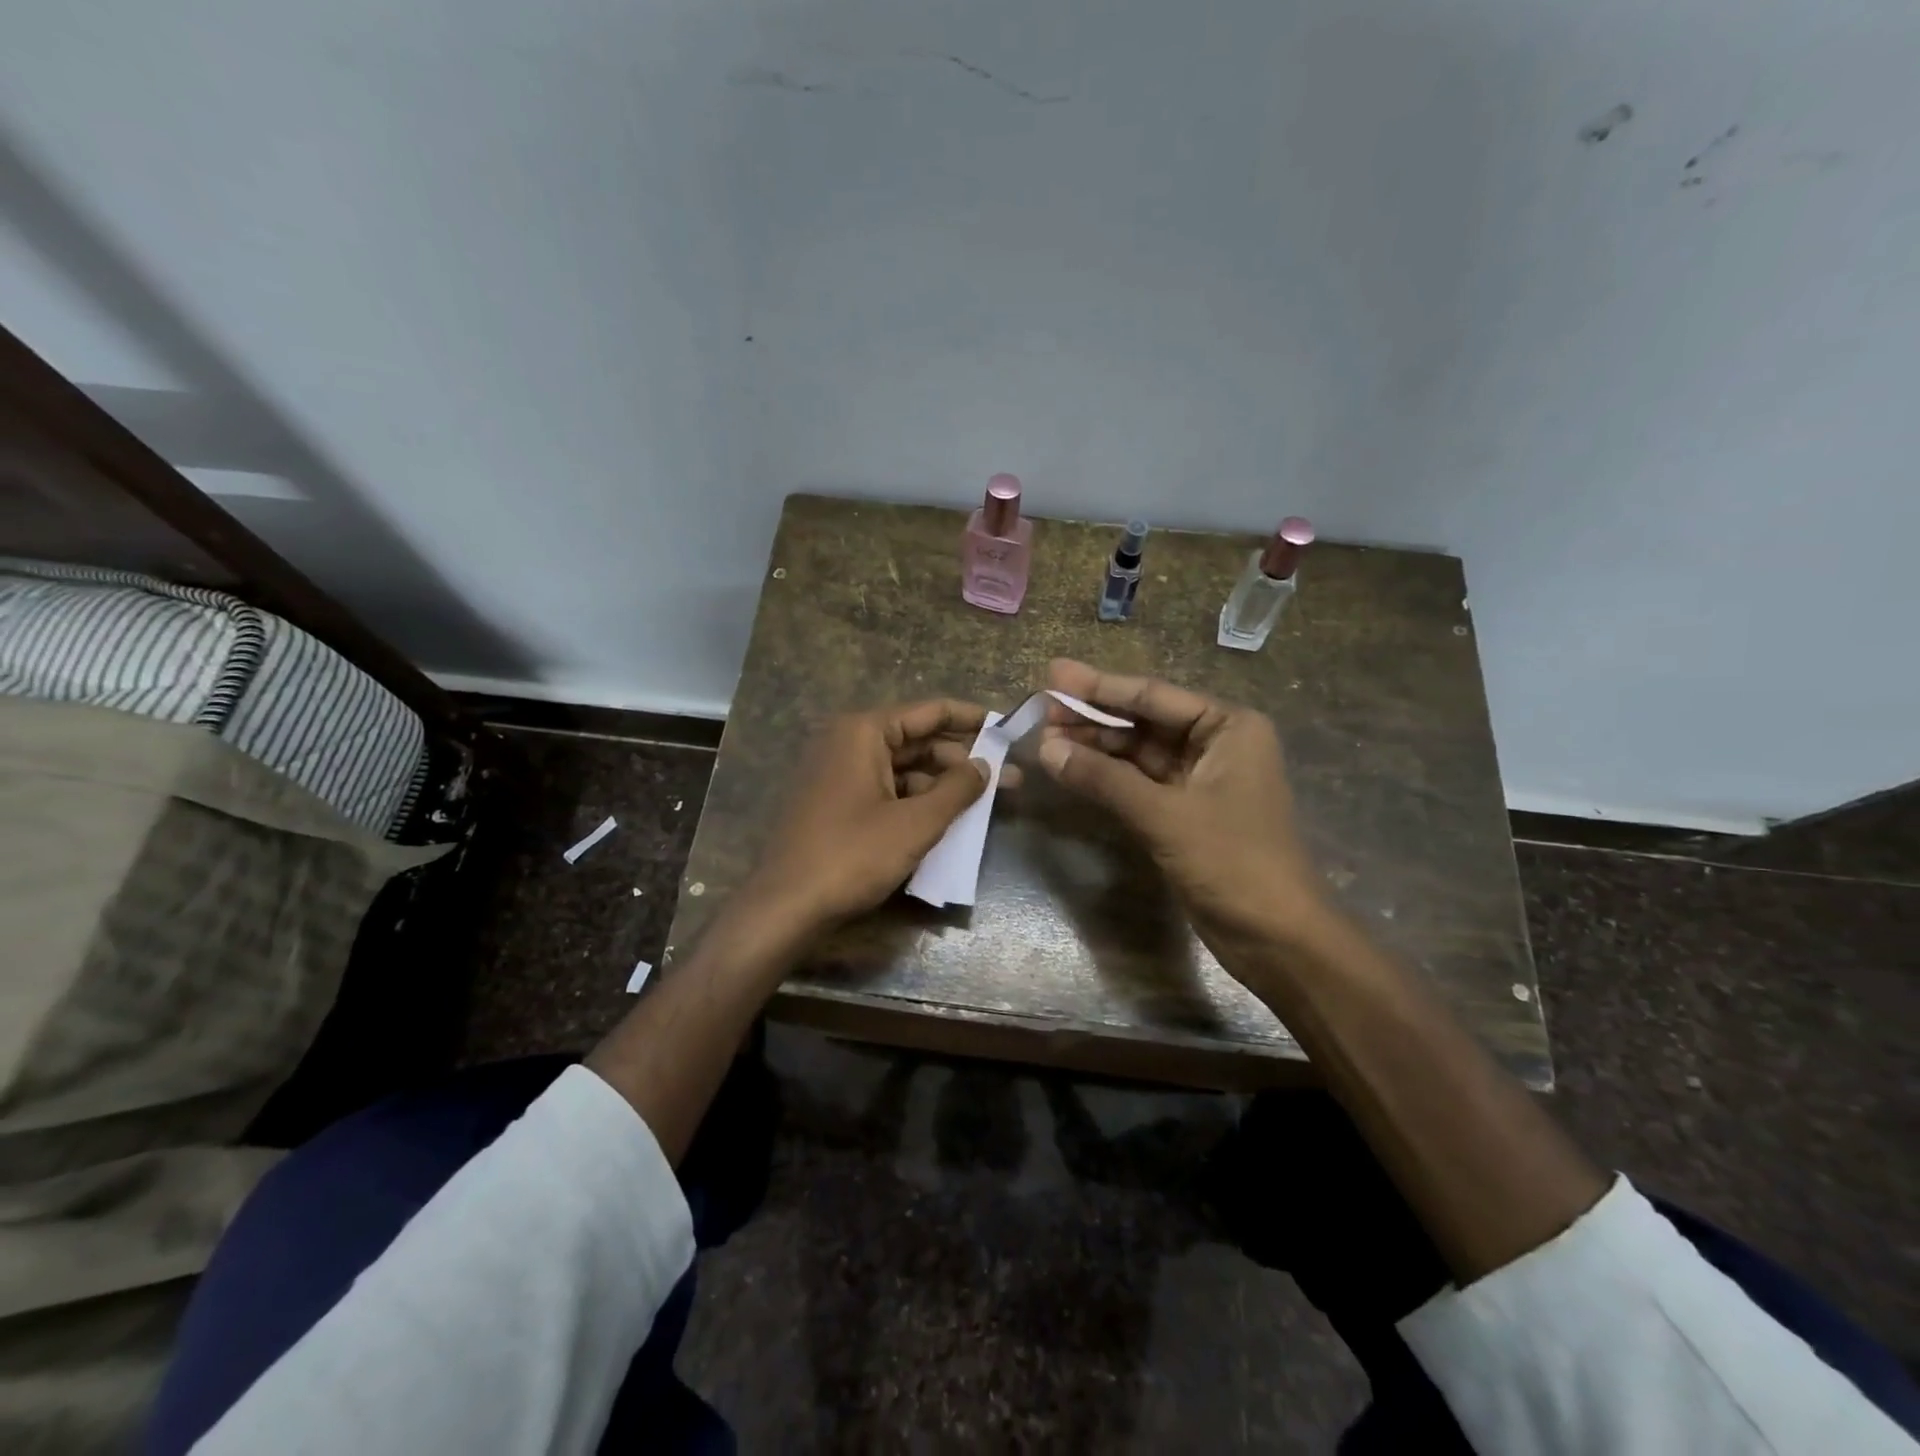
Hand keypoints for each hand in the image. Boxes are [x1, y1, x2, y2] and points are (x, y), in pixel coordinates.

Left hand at [744, 699, 999, 932]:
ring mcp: (838, 773)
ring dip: (941, 783)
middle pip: (917, 740)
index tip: (1006, 729)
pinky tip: (944, 820)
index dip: (971, 719)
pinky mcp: (835, 803)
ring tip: (983, 803)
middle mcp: (848, 742)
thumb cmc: (852, 856)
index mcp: (863, 732)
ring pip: (902, 768)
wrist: (785, 907)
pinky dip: (916, 800)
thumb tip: (985, 765)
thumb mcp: (915, 823)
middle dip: (961, 759)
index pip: (929, 712)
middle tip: (1006, 777)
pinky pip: (885, 790)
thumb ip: (957, 789)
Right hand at [1037, 659, 1333, 968]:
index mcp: (1228, 727)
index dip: (1099, 686)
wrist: (1277, 938)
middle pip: (1144, 721)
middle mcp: (1216, 744)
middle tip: (1041, 710)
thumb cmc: (1233, 862)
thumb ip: (1104, 778)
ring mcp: (1200, 780)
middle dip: (1093, 717)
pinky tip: (1073, 769)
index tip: (1054, 674)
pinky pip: (1139, 782)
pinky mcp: (1185, 812)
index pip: (1153, 696)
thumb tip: (1046, 750)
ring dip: (1096, 747)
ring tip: (1047, 739)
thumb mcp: (1164, 815)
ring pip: (1138, 753)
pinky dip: (1107, 777)